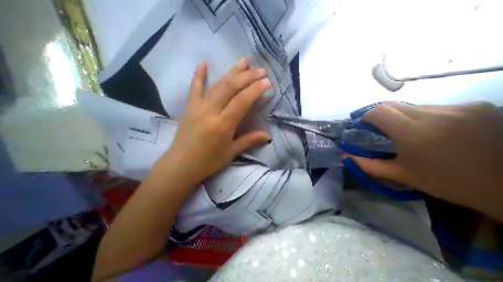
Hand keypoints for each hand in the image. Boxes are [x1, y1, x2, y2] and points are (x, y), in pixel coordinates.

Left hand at [154, 59, 271, 182]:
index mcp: (223, 125)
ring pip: (217, 84)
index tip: (267, 81)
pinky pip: (194, 88)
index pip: (242, 101)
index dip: (255, 90)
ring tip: (243, 62)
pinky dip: (198, 75)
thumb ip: (249, 140)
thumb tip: (268, 135)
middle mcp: (210, 111)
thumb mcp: (231, 152)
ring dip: (231, 72)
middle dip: (247, 77)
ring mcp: (197, 107)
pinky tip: (203, 62)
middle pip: (230, 88)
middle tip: (260, 70)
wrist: (181, 165)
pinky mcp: (189, 107)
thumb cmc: (208, 161)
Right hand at [348, 102, 502, 221]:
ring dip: (401, 116)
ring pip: (412, 106)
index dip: (365, 116)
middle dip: (379, 115)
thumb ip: (367, 164)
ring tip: (406, 132)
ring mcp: (459, 108)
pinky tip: (431, 130)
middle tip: (378, 129)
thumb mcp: (401, 175)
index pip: (378, 112)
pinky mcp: (476, 106)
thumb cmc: (448, 183)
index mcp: (414, 132)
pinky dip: (422, 116)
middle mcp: (435, 114)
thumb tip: (344, 156)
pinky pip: (433, 107)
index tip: (362, 125)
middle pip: (392, 105)